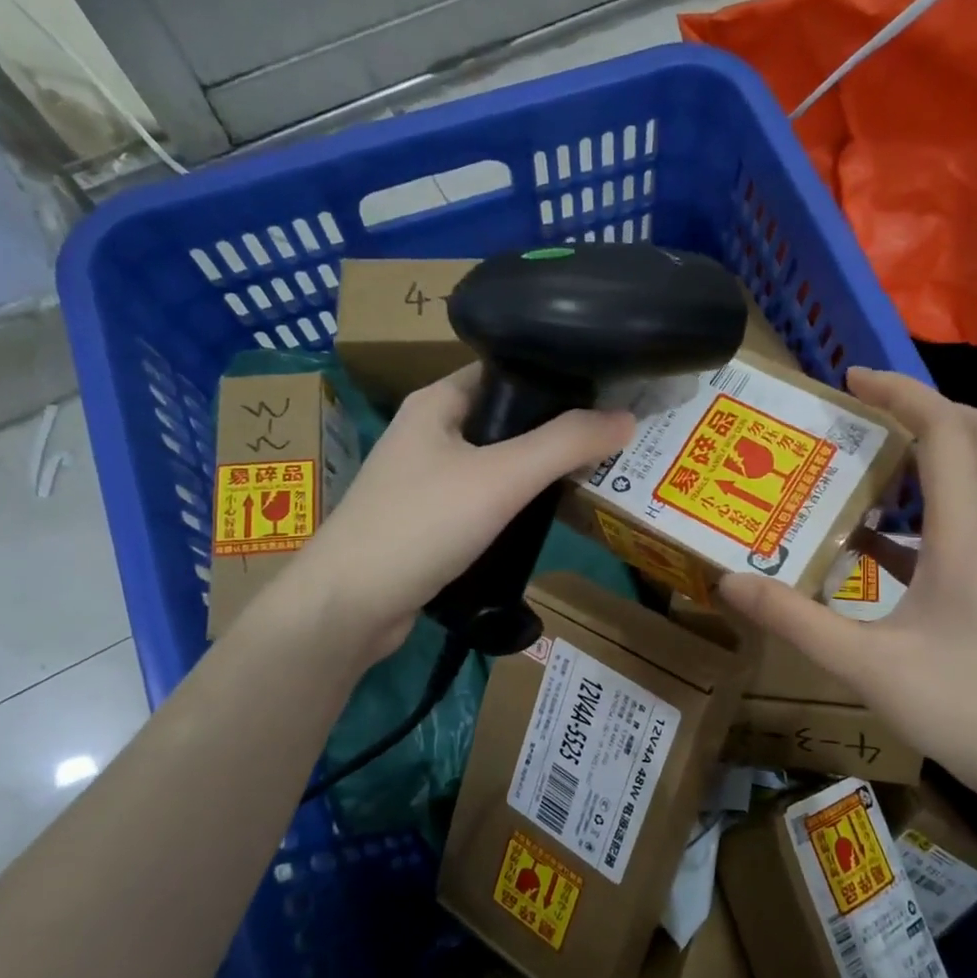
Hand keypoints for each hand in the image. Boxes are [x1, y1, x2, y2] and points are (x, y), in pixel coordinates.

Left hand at [289, 366, 634, 661]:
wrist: (349, 606)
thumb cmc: (420, 525)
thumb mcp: (500, 478)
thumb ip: (564, 445)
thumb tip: (627, 418)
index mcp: (437, 401)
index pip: (507, 371)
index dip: (557, 377)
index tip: (609, 391)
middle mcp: (430, 433)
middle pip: (507, 420)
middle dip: (556, 431)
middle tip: (613, 441)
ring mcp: (427, 481)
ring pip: (498, 464)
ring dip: (539, 472)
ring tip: (595, 475)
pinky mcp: (431, 523)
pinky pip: (486, 502)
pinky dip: (517, 506)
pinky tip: (549, 517)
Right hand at [717, 368, 976, 804]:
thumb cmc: (967, 710)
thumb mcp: (868, 666)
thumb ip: (795, 622)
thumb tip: (730, 580)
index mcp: (963, 536)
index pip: (944, 433)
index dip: (901, 393)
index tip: (850, 379)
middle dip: (925, 407)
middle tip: (864, 410)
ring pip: (972, 480)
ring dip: (922, 457)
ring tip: (857, 462)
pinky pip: (954, 529)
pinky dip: (914, 515)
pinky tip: (866, 541)